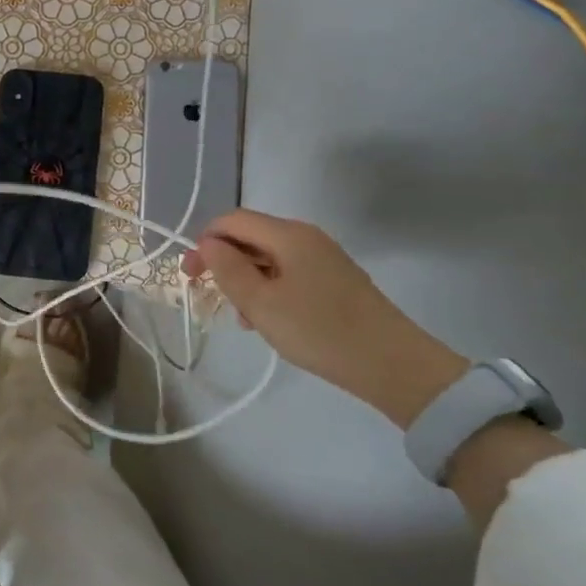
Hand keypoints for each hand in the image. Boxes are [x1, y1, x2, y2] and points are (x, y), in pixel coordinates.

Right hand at [184, 208, 467, 426]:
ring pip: (268, 257)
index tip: (191, 274)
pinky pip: (288, 273)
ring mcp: (323, 258)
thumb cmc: (319, 331)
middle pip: (250, 236)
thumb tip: (209, 244)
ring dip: (245, 279)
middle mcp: (306, 237)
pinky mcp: (334, 280)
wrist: (393, 365)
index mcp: (288, 235)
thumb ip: (228, 269)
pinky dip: (268, 289)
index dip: (205, 241)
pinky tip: (268, 319)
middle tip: (206, 294)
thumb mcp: (260, 303)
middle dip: (223, 261)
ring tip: (241, 317)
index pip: (232, 220)